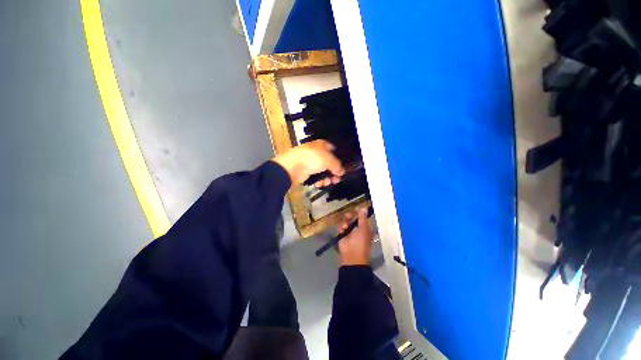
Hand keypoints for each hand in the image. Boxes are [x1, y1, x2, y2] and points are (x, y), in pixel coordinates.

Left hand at [273, 140, 344, 185]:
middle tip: (337, 179)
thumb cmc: (311, 159)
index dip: (339, 157)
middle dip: (334, 172)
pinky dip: (319, 181)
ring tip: (328, 182)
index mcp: (322, 145)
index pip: (334, 149)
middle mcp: (317, 152)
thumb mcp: (328, 160)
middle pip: (330, 163)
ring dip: (327, 178)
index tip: (344, 166)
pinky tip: (319, 184)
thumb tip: (342, 171)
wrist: (291, 167)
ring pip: (324, 171)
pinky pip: (316, 176)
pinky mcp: (307, 171)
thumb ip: (337, 165)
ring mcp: (311, 162)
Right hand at [337, 207, 373, 265]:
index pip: (363, 217)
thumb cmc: (360, 241)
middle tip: (348, 216)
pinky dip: (341, 227)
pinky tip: (342, 230)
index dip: (360, 212)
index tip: (356, 208)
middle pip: (353, 218)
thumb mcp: (363, 228)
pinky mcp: (343, 234)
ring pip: (346, 221)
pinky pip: (341, 227)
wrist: (352, 255)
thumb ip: (362, 217)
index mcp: (366, 227)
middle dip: (351, 216)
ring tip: (345, 226)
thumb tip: (364, 207)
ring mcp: (350, 232)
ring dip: (345, 222)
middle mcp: (358, 229)